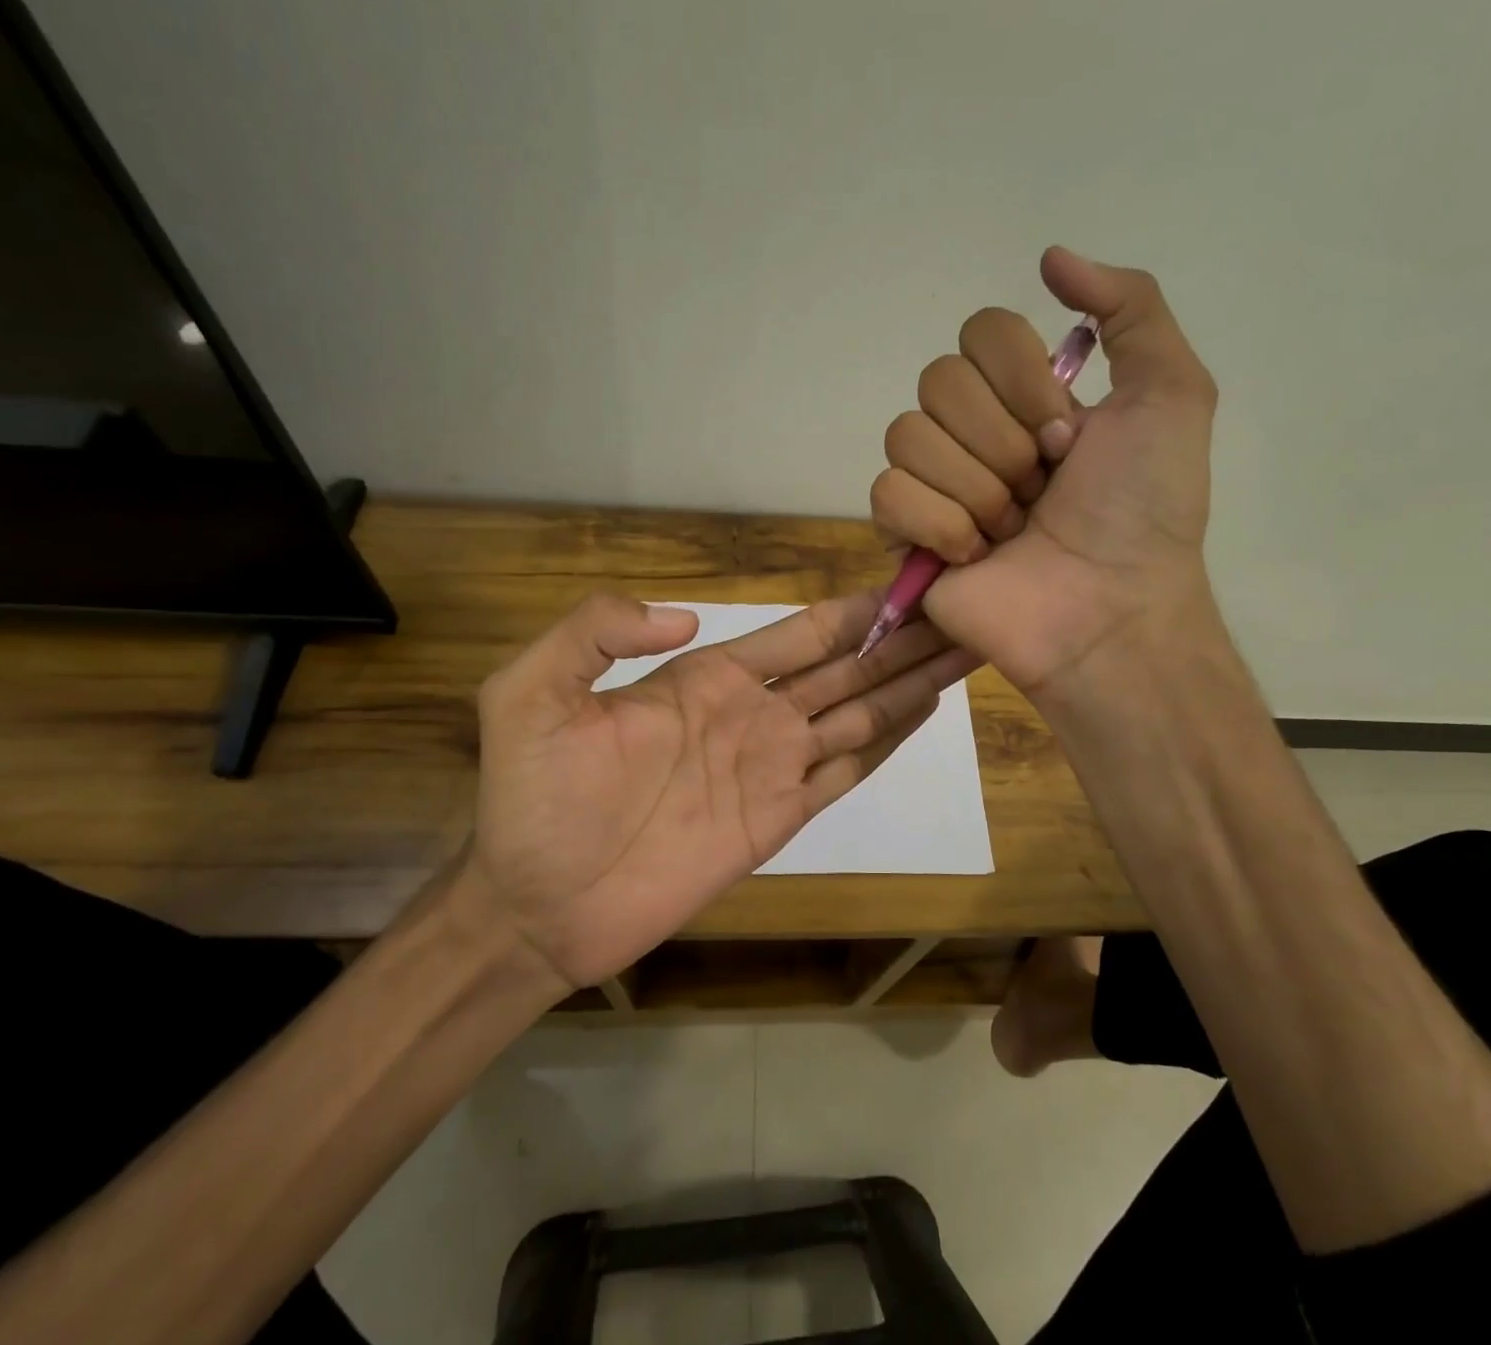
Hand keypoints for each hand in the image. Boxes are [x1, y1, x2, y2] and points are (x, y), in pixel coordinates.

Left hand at [459, 590, 976, 990]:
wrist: (537, 902)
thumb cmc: (532, 798)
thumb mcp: (530, 692)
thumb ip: (596, 631)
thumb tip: (686, 621)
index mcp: (707, 677)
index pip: (799, 633)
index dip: (853, 611)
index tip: (905, 587)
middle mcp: (752, 714)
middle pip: (845, 667)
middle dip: (900, 640)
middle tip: (959, 612)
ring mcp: (770, 768)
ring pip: (858, 713)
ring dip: (908, 684)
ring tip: (960, 653)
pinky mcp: (778, 820)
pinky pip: (844, 771)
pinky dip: (886, 741)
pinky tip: (922, 713)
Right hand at [870, 246, 1221, 697]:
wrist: (1111, 609)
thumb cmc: (1144, 510)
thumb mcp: (1172, 393)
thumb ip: (1130, 306)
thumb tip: (1049, 257)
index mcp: (1024, 395)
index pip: (979, 331)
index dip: (1022, 381)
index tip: (1068, 438)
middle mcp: (973, 430)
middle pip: (937, 381)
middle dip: (1002, 442)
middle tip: (1042, 488)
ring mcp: (934, 483)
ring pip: (906, 435)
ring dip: (976, 488)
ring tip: (1013, 530)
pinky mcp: (904, 535)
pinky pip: (887, 493)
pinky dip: (939, 525)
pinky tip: (975, 555)